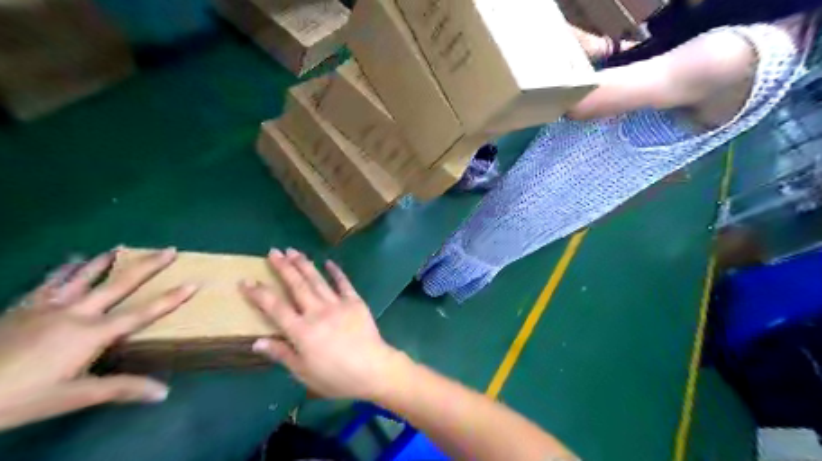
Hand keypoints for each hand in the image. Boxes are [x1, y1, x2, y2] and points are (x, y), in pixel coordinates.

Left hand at [0, 247, 195, 429]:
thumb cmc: (20, 396)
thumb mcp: (74, 397)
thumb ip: (121, 389)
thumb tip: (164, 392)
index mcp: (92, 333)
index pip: (142, 313)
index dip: (171, 299)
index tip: (194, 283)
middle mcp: (76, 312)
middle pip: (119, 284)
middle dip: (147, 266)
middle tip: (169, 249)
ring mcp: (47, 306)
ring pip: (84, 276)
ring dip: (106, 261)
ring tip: (120, 247)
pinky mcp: (23, 306)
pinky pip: (49, 282)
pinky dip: (64, 269)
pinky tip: (70, 260)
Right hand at [240, 249, 405, 398]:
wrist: (373, 369)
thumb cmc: (336, 377)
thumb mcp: (303, 372)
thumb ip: (282, 354)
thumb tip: (257, 342)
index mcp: (301, 331)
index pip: (275, 308)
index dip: (259, 293)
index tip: (246, 280)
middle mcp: (317, 312)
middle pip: (296, 286)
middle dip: (283, 267)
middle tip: (273, 251)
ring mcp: (337, 304)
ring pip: (317, 280)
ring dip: (304, 264)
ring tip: (293, 250)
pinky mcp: (355, 301)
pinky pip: (343, 283)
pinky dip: (336, 272)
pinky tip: (329, 262)